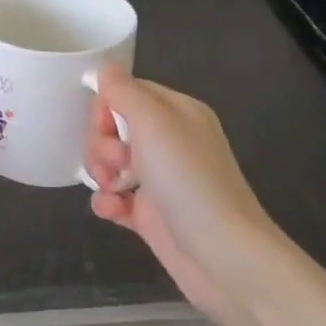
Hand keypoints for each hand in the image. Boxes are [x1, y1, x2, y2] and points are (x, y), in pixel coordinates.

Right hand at [82, 65, 278, 318]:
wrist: (223, 256)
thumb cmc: (189, 180)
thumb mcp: (155, 123)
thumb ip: (124, 92)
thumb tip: (105, 69)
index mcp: (177, 113)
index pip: (128, 92)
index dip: (106, 106)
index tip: (104, 126)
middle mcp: (169, 142)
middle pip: (113, 127)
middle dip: (101, 143)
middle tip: (118, 162)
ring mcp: (159, 180)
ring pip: (109, 162)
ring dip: (101, 172)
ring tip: (114, 189)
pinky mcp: (150, 215)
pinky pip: (114, 198)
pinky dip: (107, 202)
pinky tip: (113, 211)